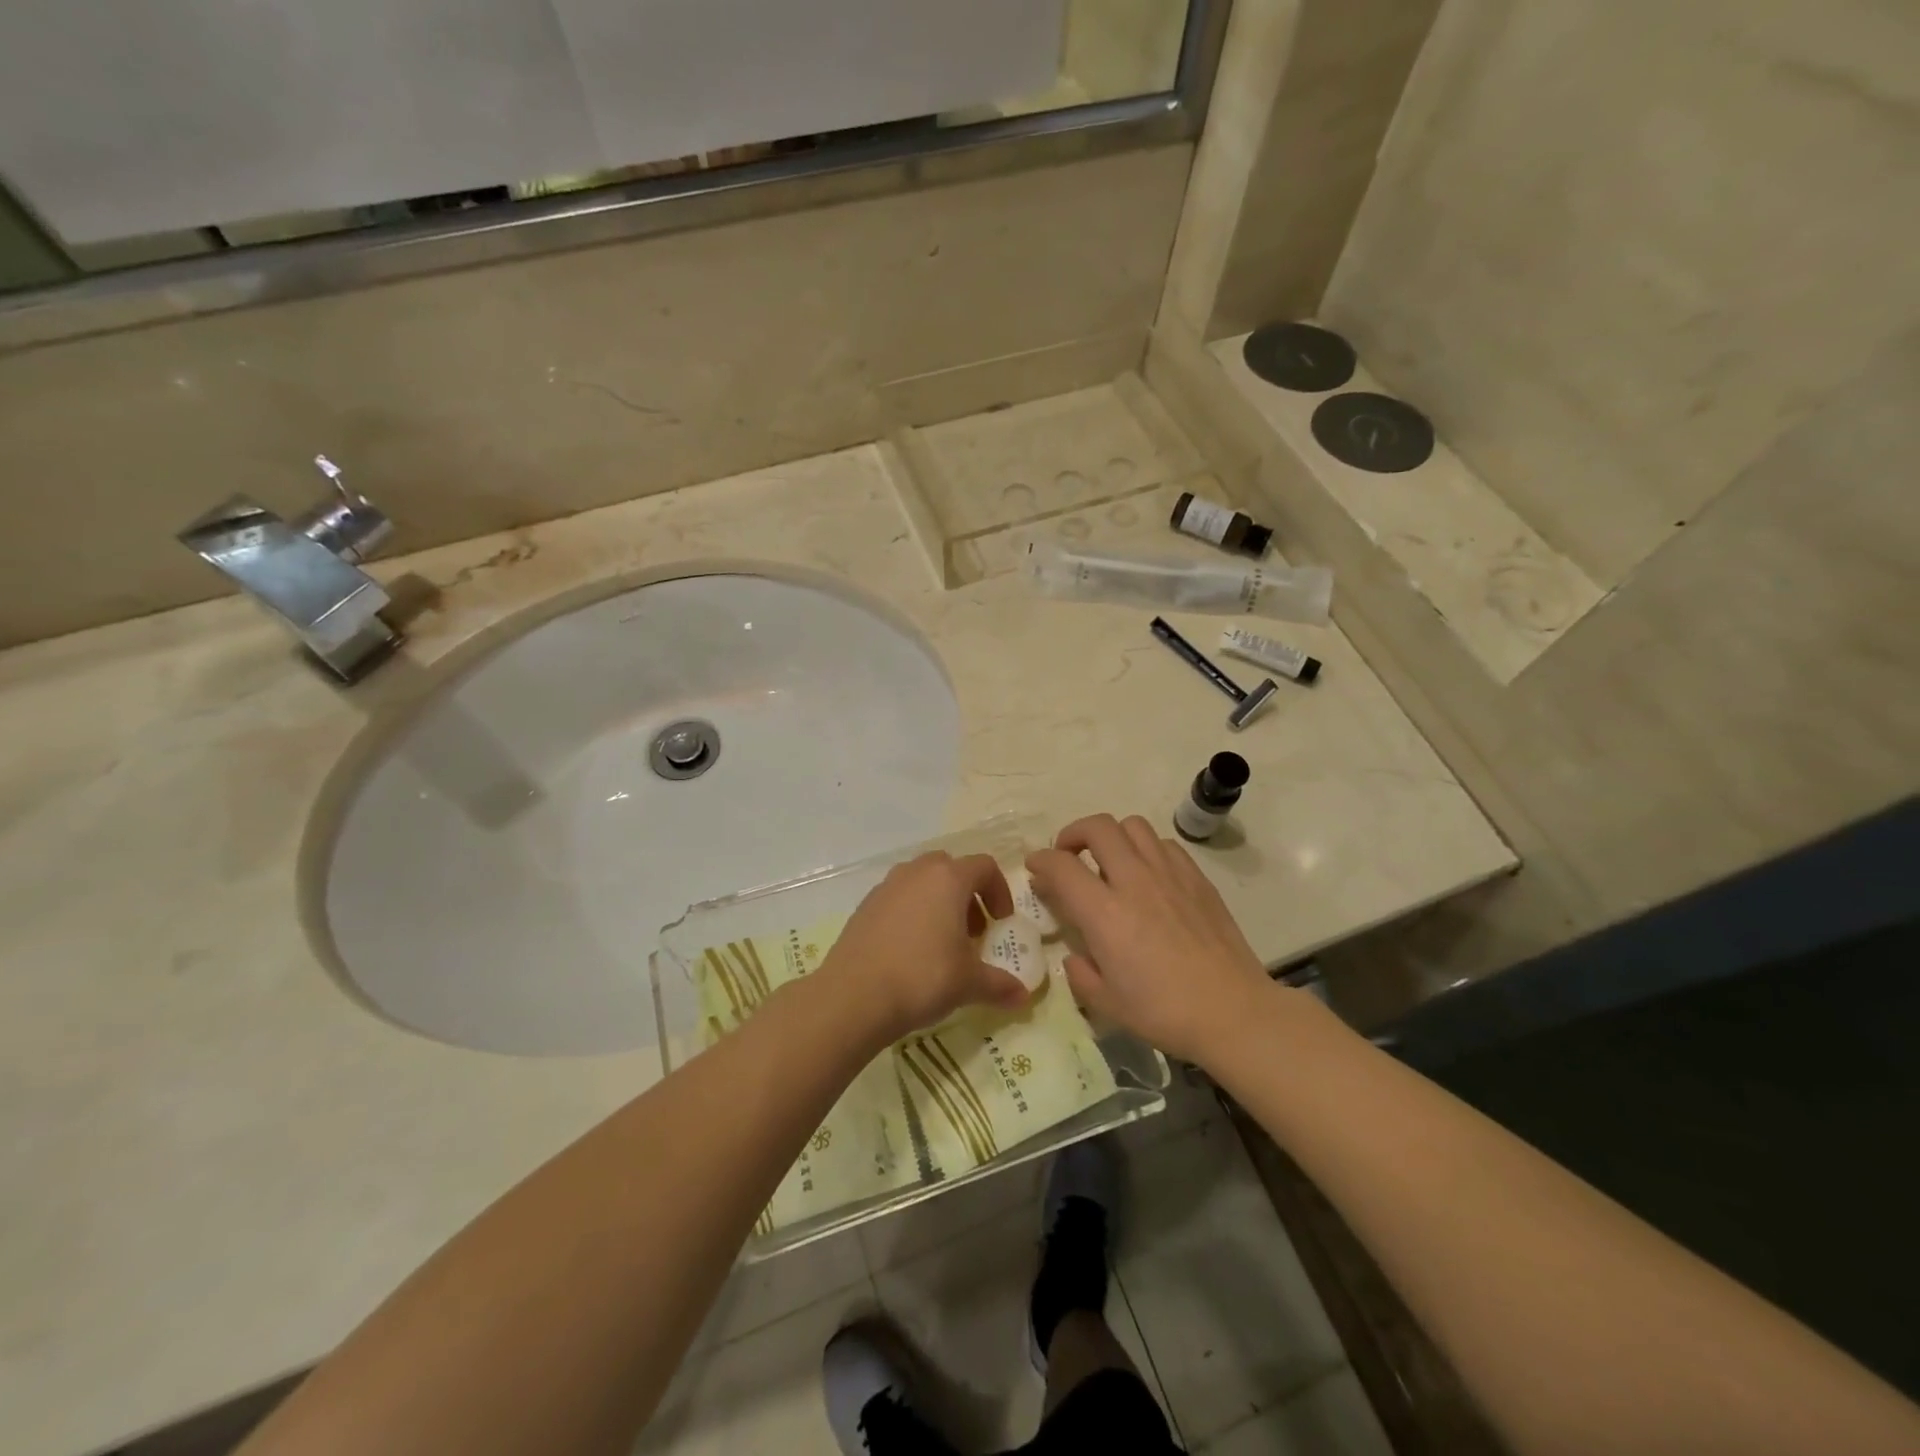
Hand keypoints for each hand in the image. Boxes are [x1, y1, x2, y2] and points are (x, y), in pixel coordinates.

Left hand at [817, 852, 1030, 1045]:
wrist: (854, 996)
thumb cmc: (923, 977)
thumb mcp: (969, 983)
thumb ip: (999, 984)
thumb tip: (1023, 996)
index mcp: (948, 879)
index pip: (984, 866)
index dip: (999, 890)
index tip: (1001, 922)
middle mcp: (916, 873)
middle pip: (950, 868)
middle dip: (967, 894)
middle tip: (973, 930)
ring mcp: (886, 887)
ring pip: (921, 881)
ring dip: (938, 902)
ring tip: (942, 941)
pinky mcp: (864, 906)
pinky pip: (897, 898)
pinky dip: (911, 913)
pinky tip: (910, 950)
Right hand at [1026, 814, 1276, 1064]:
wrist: (1233, 1012)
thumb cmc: (1164, 1012)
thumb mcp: (1106, 1004)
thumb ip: (1079, 974)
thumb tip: (1074, 956)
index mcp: (1104, 913)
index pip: (1061, 865)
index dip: (1041, 861)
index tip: (1035, 869)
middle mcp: (1134, 881)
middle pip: (1098, 827)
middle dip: (1074, 833)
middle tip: (1069, 854)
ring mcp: (1169, 874)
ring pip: (1133, 826)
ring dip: (1112, 836)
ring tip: (1109, 860)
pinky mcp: (1197, 878)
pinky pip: (1165, 844)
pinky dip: (1146, 849)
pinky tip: (1148, 875)